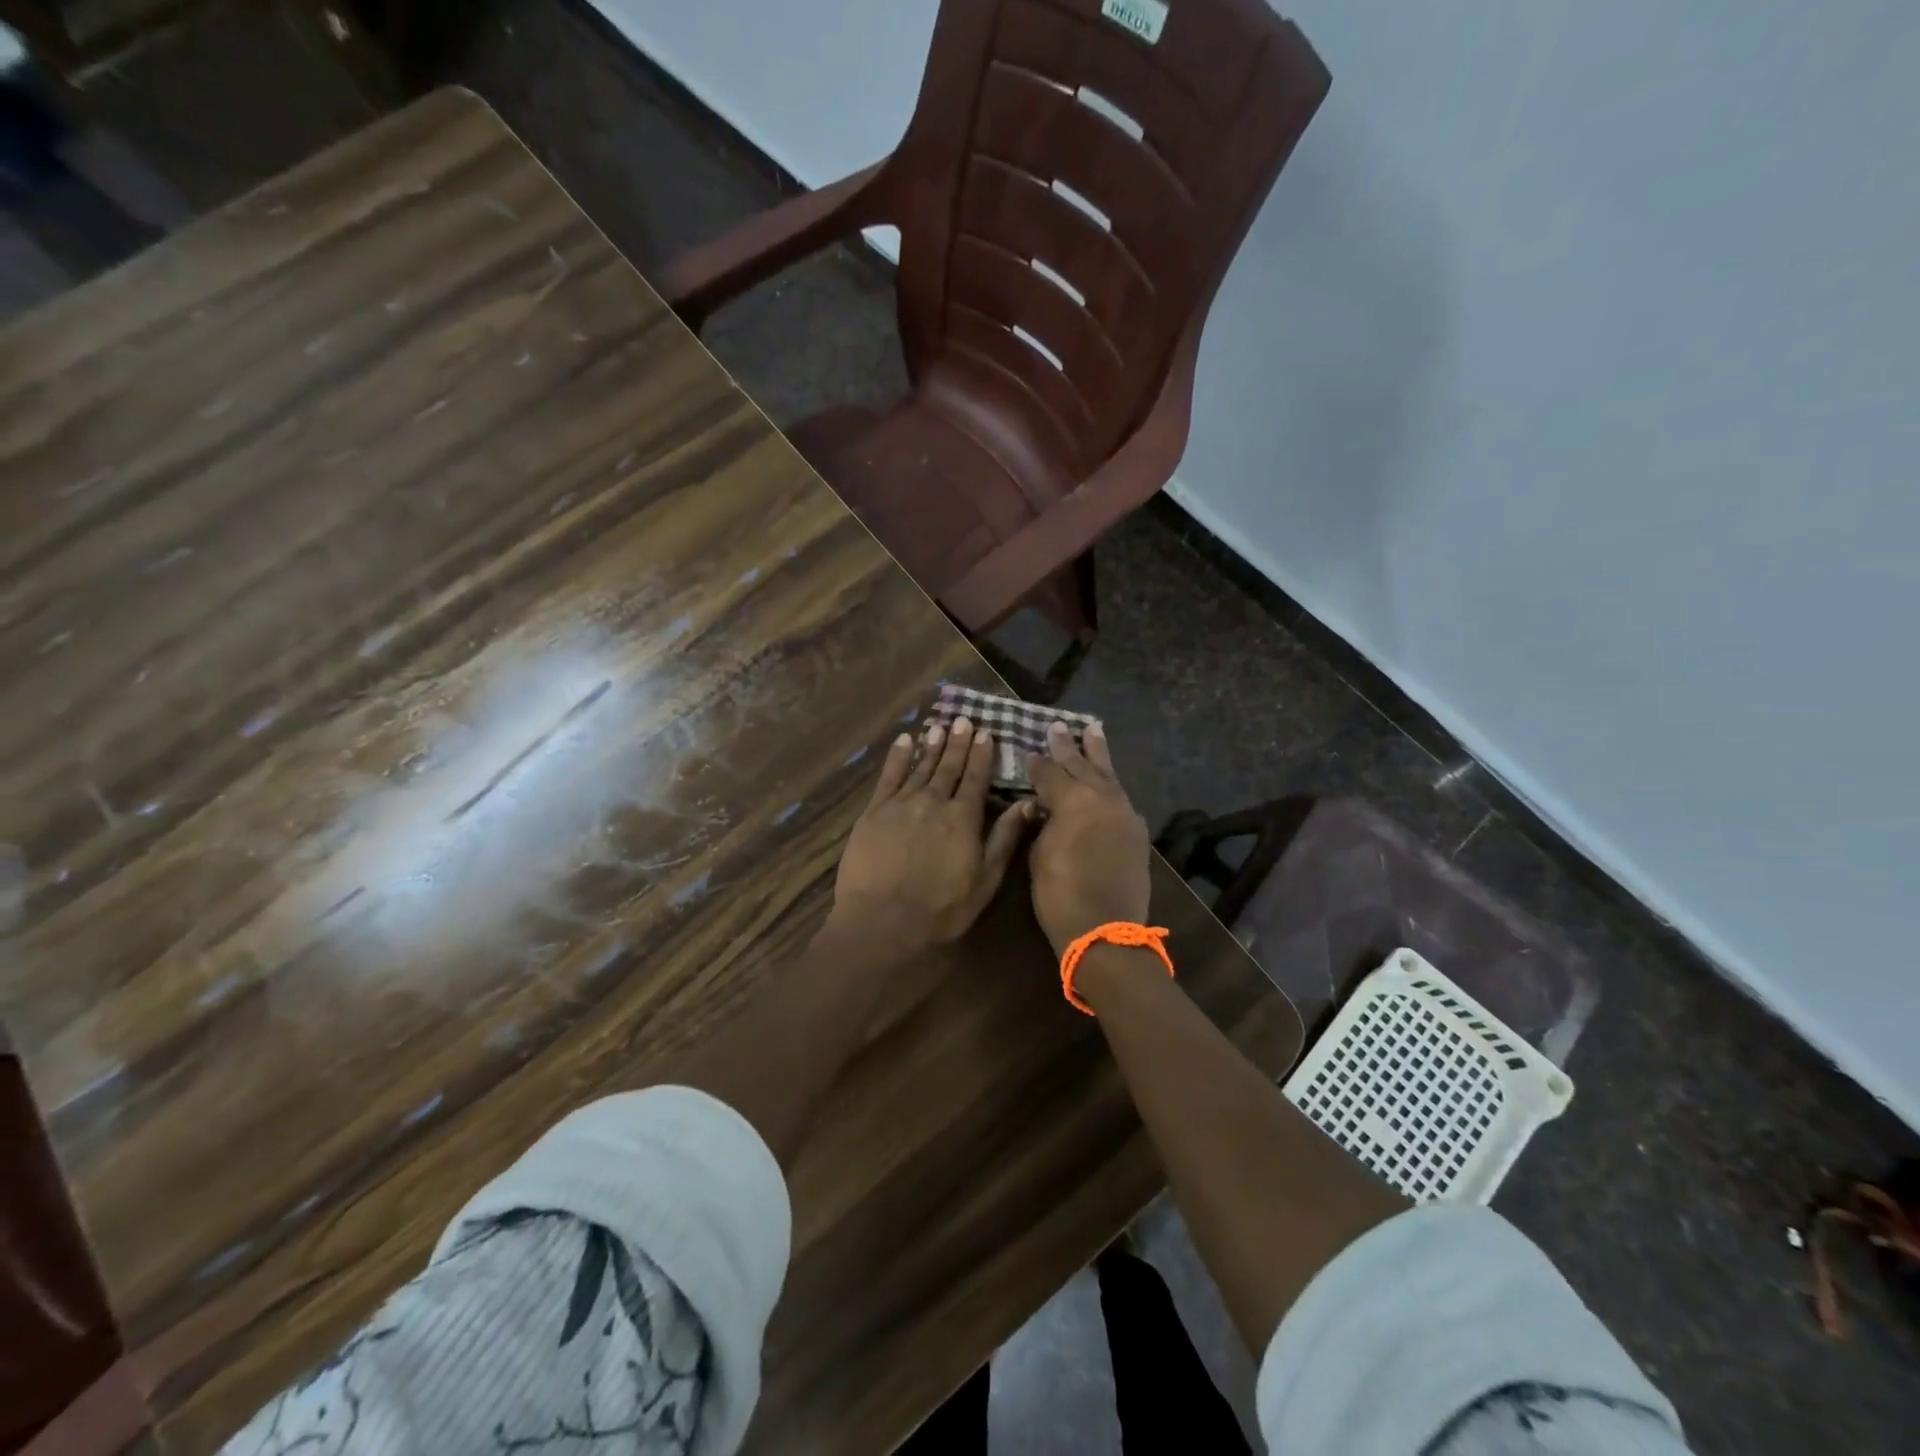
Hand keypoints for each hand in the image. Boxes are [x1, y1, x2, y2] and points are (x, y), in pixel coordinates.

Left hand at [828, 717, 1033, 955]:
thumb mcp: (985, 880)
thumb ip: (1004, 838)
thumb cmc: (942, 908)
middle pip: (948, 767)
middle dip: (957, 743)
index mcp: (964, 818)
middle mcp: (934, 801)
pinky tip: (904, 742)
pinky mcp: (874, 812)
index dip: (982, 755)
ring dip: (931, 746)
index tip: (986, 732)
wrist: (883, 921)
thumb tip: (1027, 803)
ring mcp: (901, 804)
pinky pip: (889, 777)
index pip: (976, 778)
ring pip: (920, 767)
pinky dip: (898, 757)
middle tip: (963, 720)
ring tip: (939, 726)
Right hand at [1027, 721, 1151, 954]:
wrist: (1106, 930)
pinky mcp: (1136, 830)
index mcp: (1073, 801)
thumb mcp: (1038, 855)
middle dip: (1068, 746)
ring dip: (1097, 753)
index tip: (1029, 752)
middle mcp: (1102, 798)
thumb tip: (1044, 809)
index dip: (1037, 764)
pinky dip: (1110, 782)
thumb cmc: (1060, 895)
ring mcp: (1124, 813)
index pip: (1050, 773)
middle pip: (1081, 765)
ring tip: (1093, 729)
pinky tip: (1105, 776)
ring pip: (1108, 775)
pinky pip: (1120, 796)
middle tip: (1058, 726)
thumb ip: (1042, 824)